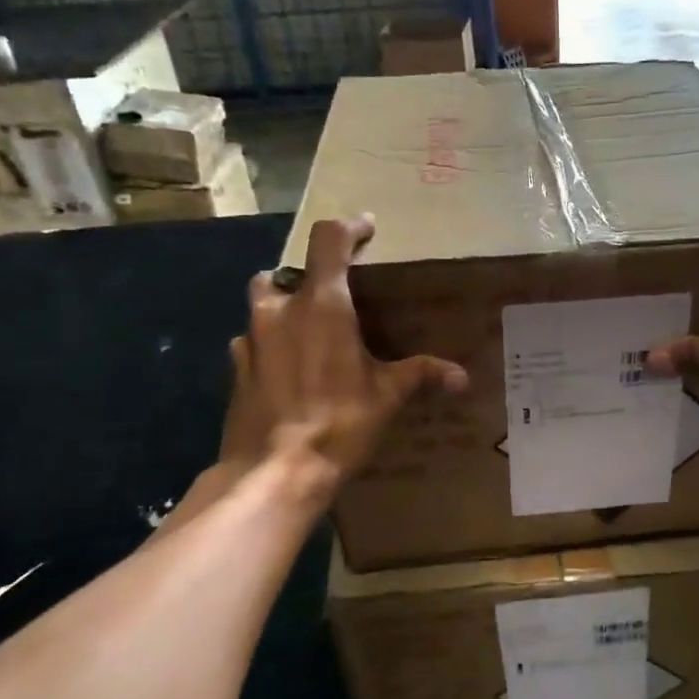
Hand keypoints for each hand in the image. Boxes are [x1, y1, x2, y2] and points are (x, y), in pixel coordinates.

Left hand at [226, 215, 466, 498]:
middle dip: (309, 276)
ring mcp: (252, 338)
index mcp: (322, 305)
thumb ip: (421, 375)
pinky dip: (268, 345)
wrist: (276, 471)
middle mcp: (280, 310)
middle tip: (334, 298)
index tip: (366, 229)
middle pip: (288, 270)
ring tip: (307, 331)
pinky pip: (251, 342)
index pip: (330, 241)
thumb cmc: (339, 424)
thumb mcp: (387, 397)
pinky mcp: (236, 369)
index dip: (349, 227)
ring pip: (262, 302)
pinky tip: (285, 370)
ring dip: (283, 306)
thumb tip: (462, 377)